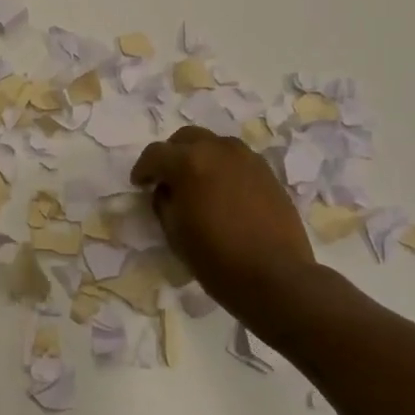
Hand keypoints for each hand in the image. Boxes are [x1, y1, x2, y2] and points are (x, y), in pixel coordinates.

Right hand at [132, 128, 317, 322]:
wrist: (275, 276)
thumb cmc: (216, 258)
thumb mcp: (174, 233)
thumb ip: (164, 202)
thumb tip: (166, 190)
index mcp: (189, 162)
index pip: (155, 154)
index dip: (143, 169)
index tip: (139, 184)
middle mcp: (218, 150)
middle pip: (186, 138)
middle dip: (172, 154)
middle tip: (167, 178)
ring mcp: (247, 158)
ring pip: (214, 144)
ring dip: (200, 156)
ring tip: (197, 182)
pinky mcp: (267, 172)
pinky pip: (237, 159)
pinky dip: (223, 167)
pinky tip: (223, 191)